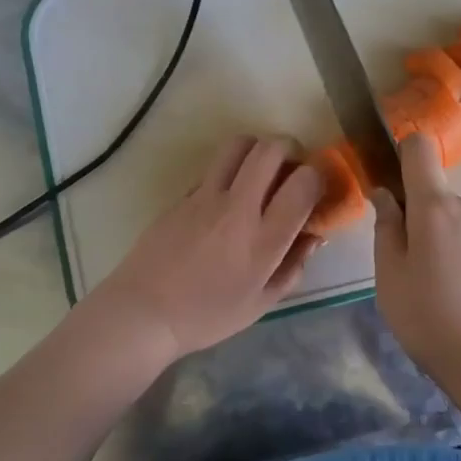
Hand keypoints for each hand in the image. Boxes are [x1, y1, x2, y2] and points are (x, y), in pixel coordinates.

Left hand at [86, 136, 321, 364]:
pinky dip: (229, 173)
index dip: (318, 176)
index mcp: (264, 239)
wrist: (143, 313)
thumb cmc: (207, 316)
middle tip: (292, 169)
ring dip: (257, 150)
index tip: (317, 187)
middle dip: (290, 149)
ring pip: (238, 144)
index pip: (304, 182)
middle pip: (271, 148)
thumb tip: (314, 236)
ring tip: (260, 173)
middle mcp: (237, 208)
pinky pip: (213, 168)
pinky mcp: (182, 195)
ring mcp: (205, 196)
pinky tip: (226, 199)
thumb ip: (293, 266)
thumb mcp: (261, 303)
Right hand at [371, 134, 460, 386]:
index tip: (397, 187)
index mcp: (436, 206)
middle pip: (441, 199)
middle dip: (428, 224)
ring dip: (454, 245)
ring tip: (450, 294)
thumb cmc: (431, 320)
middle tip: (419, 272)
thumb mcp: (390, 278)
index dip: (405, 156)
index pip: (420, 149)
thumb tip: (385, 194)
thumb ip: (386, 229)